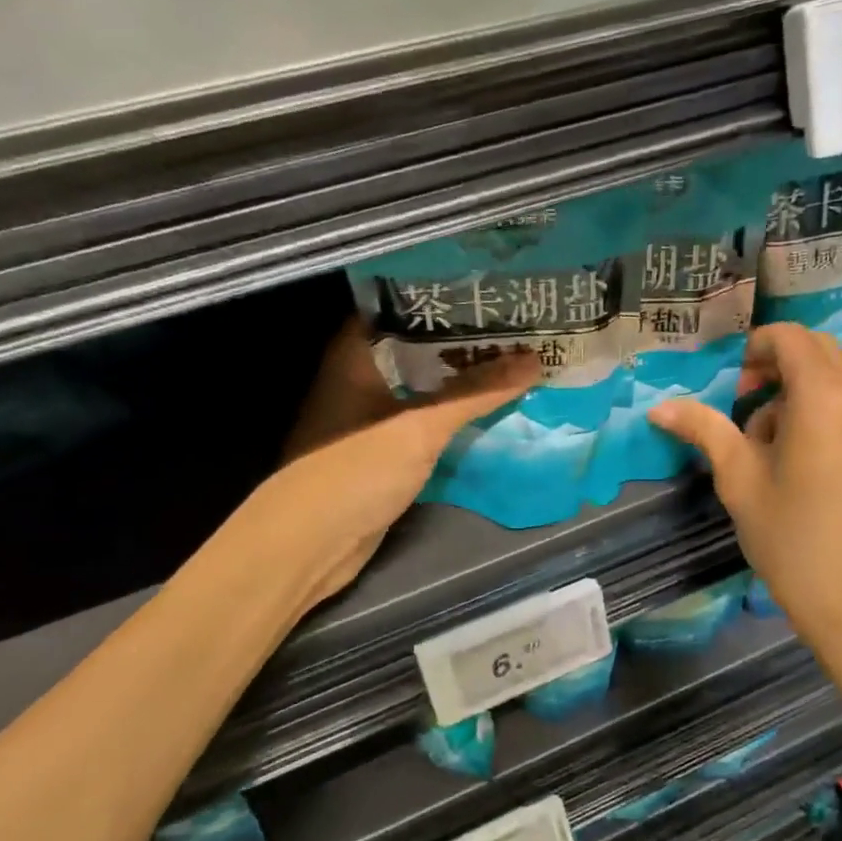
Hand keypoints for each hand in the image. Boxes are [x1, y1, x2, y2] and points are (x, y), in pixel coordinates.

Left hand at [249, 320, 538, 607]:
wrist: (309, 547)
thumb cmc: (354, 471)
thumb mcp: (419, 427)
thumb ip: (475, 392)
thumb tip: (533, 360)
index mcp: (356, 353)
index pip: (405, 307)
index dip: (449, 298)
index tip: (497, 292)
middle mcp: (363, 376)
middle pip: (422, 348)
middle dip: (470, 341)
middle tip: (524, 326)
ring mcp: (373, 415)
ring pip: (428, 387)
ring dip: (468, 381)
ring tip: (523, 360)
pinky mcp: (385, 450)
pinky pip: (428, 422)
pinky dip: (458, 417)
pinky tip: (498, 409)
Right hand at [648, 324, 841, 654]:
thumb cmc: (793, 540)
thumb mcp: (739, 480)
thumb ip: (704, 430)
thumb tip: (659, 407)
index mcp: (825, 396)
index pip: (789, 337)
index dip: (754, 350)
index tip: (734, 391)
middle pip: (819, 351)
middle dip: (777, 368)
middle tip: (745, 410)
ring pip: (840, 379)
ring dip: (801, 393)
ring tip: (774, 448)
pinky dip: (828, 413)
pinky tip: (809, 466)